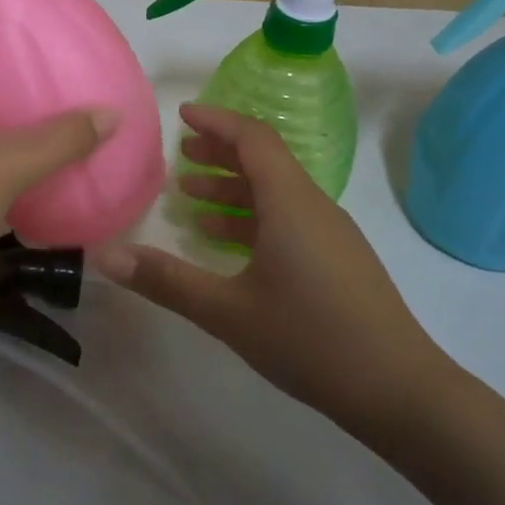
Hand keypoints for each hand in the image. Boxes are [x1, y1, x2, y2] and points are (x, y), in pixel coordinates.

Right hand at [90, 104, 445, 421]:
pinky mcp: (338, 261)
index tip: (182, 115)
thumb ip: (166, 280)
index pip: (253, 139)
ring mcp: (331, 235)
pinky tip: (227, 245)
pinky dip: (253, 219)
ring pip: (277, 194)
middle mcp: (314, 208)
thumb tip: (105, 256)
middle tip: (180, 155)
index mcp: (291, 204)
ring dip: (233, 190)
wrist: (399, 389)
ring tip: (191, 198)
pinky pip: (289, 221)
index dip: (217, 121)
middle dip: (220, 153)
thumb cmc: (310, 339)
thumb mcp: (227, 312)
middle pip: (265, 162)